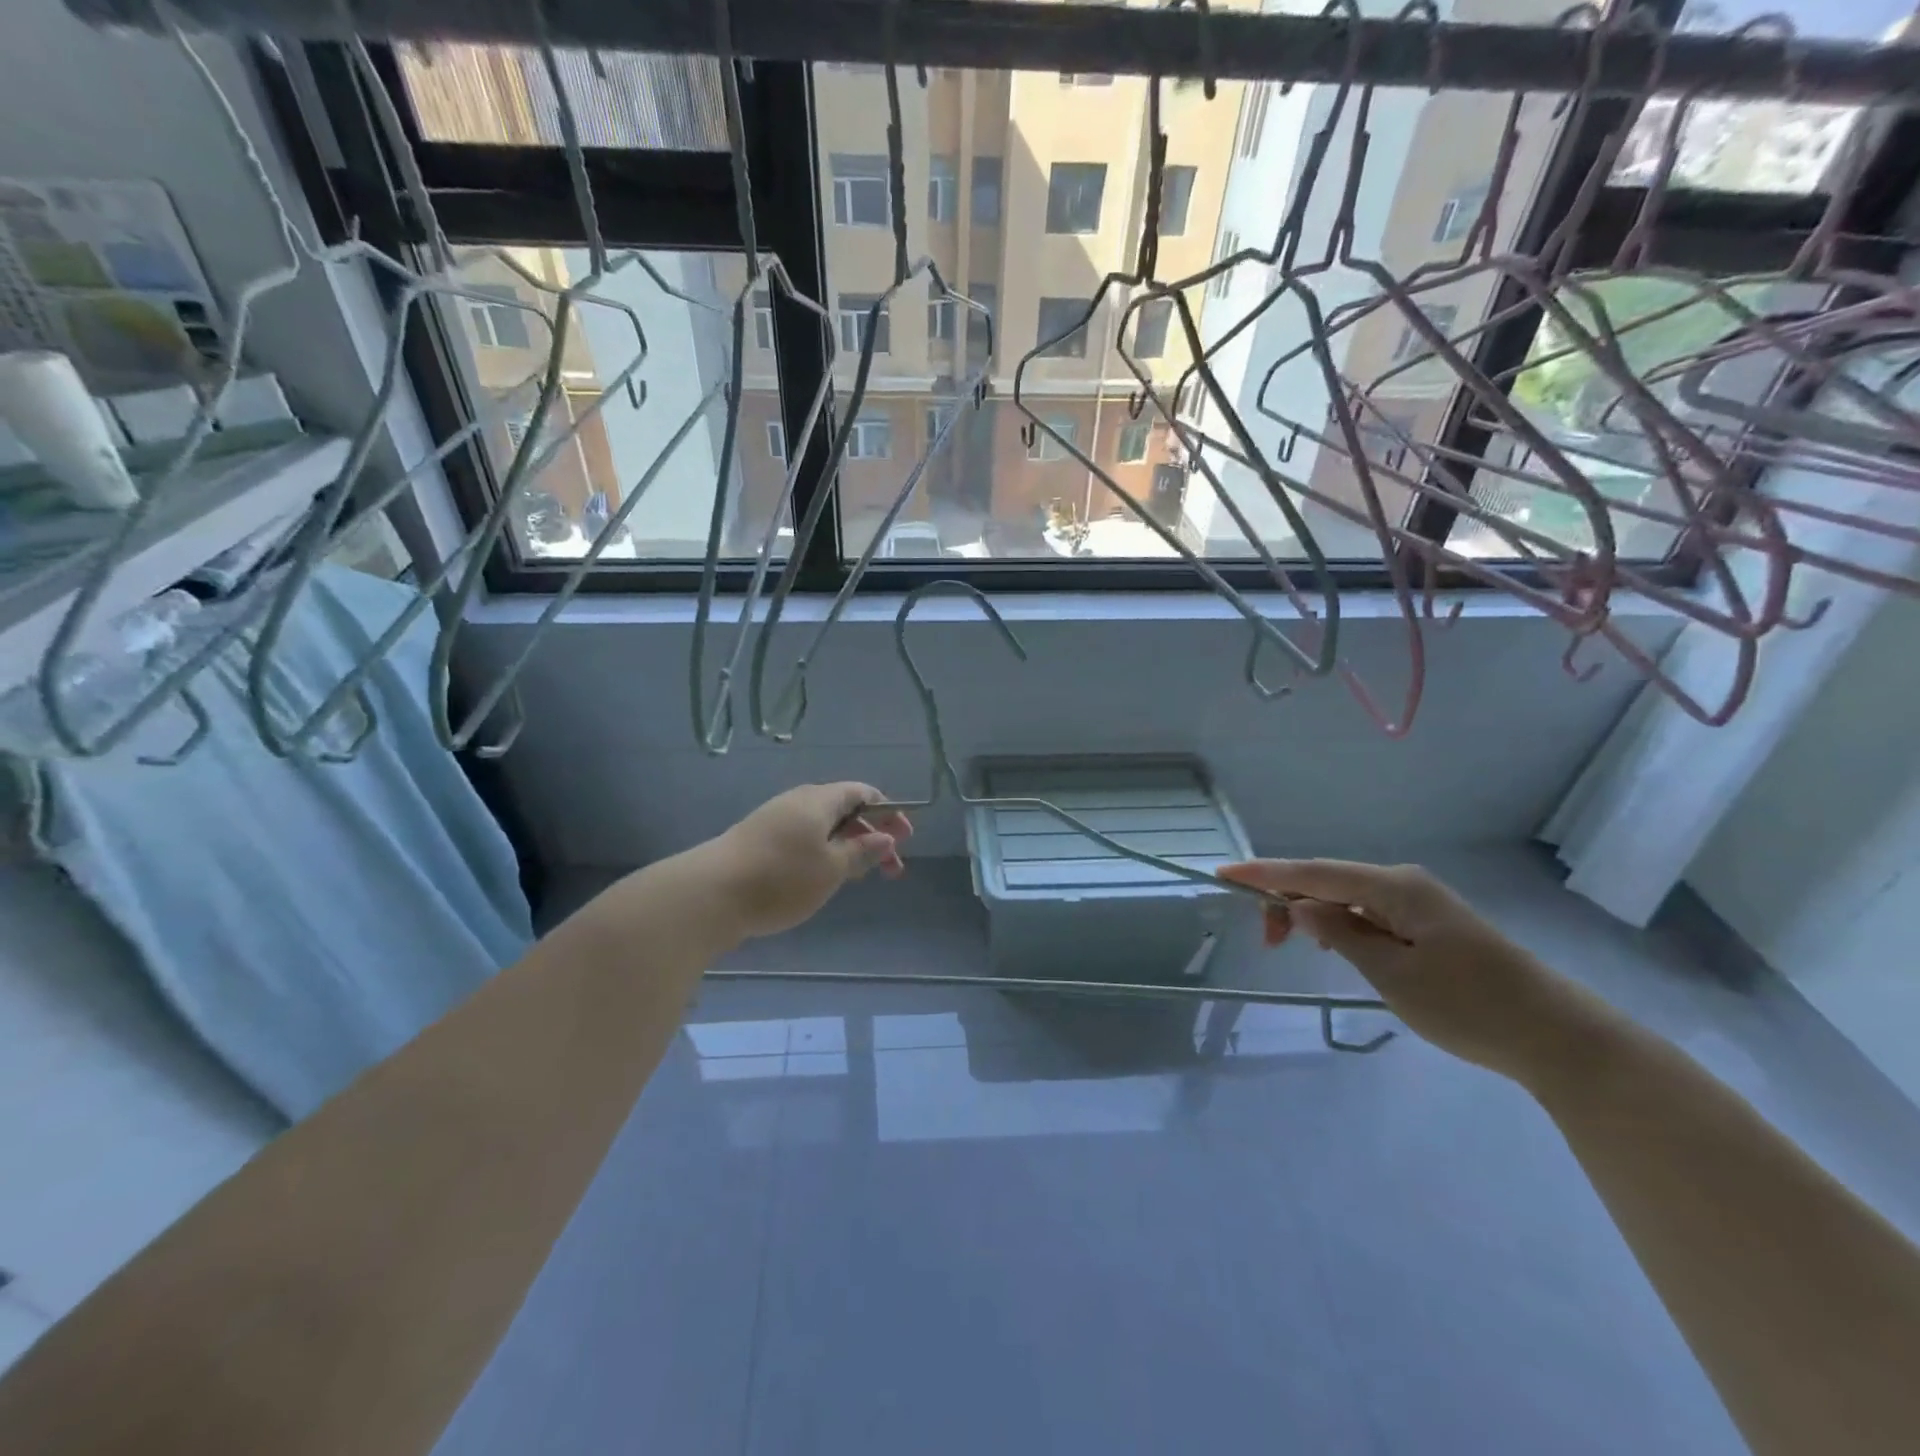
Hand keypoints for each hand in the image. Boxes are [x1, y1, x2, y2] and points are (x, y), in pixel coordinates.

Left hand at [701, 782, 911, 940]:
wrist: (710, 894)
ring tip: (859, 876)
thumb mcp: (831, 868)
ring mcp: (774, 821)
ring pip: (823, 828)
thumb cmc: (781, 878)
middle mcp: (797, 802)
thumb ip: (861, 851)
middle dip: (872, 836)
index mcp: (819, 800)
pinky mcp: (757, 842)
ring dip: (848, 848)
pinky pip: (802, 840)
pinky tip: (823, 879)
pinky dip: (823, 854)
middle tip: (891, 869)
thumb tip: (885, 837)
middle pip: (844, 810)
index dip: (889, 812)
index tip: (905, 838)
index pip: (863, 793)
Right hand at [1217, 859, 1612, 1085]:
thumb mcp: (1393, 975)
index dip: (1265, 873)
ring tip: (1295, 947)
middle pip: (1328, 880)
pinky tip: (1336, 945)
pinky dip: (1342, 923)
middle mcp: (1404, 883)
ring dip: (1314, 914)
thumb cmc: (1470, 1007)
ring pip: (1347, 896)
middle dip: (1288, 900)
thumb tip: (1300, 906)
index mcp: (1394, 887)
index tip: (1224, 874)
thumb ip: (1340, 934)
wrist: (1559, 1038)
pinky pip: (1370, 911)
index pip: (1314, 872)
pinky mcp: (1431, 923)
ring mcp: (1420, 902)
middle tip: (1267, 943)